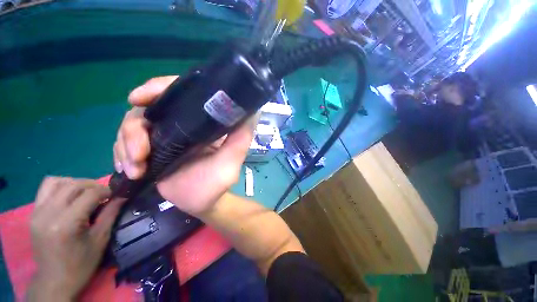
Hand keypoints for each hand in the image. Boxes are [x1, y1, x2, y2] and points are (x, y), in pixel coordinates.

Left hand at [28, 177, 124, 300]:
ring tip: (85, 193)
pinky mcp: (33, 212)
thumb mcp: (100, 240)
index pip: (89, 194)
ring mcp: (37, 212)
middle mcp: (48, 213)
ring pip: (57, 181)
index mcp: (67, 223)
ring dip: (76, 183)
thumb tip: (123, 196)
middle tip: (103, 195)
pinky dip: (60, 186)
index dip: (106, 191)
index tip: (115, 195)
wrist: (54, 280)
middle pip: (73, 184)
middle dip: (93, 186)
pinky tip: (69, 196)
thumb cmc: (81, 264)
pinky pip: (46, 188)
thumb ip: (111, 214)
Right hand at [114, 76, 255, 214]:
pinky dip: (122, 155)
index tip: (139, 98)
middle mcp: (182, 124)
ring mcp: (165, 136)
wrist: (201, 204)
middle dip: (135, 128)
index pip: (179, 93)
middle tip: (139, 153)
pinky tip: (131, 171)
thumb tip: (253, 110)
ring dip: (127, 146)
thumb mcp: (232, 159)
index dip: (158, 88)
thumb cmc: (218, 182)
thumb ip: (241, 137)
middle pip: (149, 108)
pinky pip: (126, 144)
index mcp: (202, 122)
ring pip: (132, 125)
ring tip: (137, 169)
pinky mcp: (151, 150)